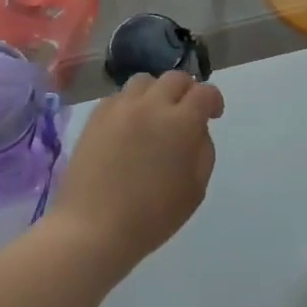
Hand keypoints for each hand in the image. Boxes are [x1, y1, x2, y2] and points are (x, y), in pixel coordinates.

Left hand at [50, 71, 223, 277]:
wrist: (93, 228)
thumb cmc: (151, 217)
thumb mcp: (195, 190)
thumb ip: (203, 151)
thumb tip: (197, 130)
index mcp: (181, 123)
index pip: (204, 92)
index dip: (213, 100)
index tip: (213, 114)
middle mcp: (151, 105)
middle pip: (175, 78)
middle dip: (187, 90)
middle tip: (186, 112)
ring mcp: (121, 107)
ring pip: (145, 81)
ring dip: (157, 93)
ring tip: (154, 115)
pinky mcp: (96, 115)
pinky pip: (119, 96)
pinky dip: (130, 104)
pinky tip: (128, 126)